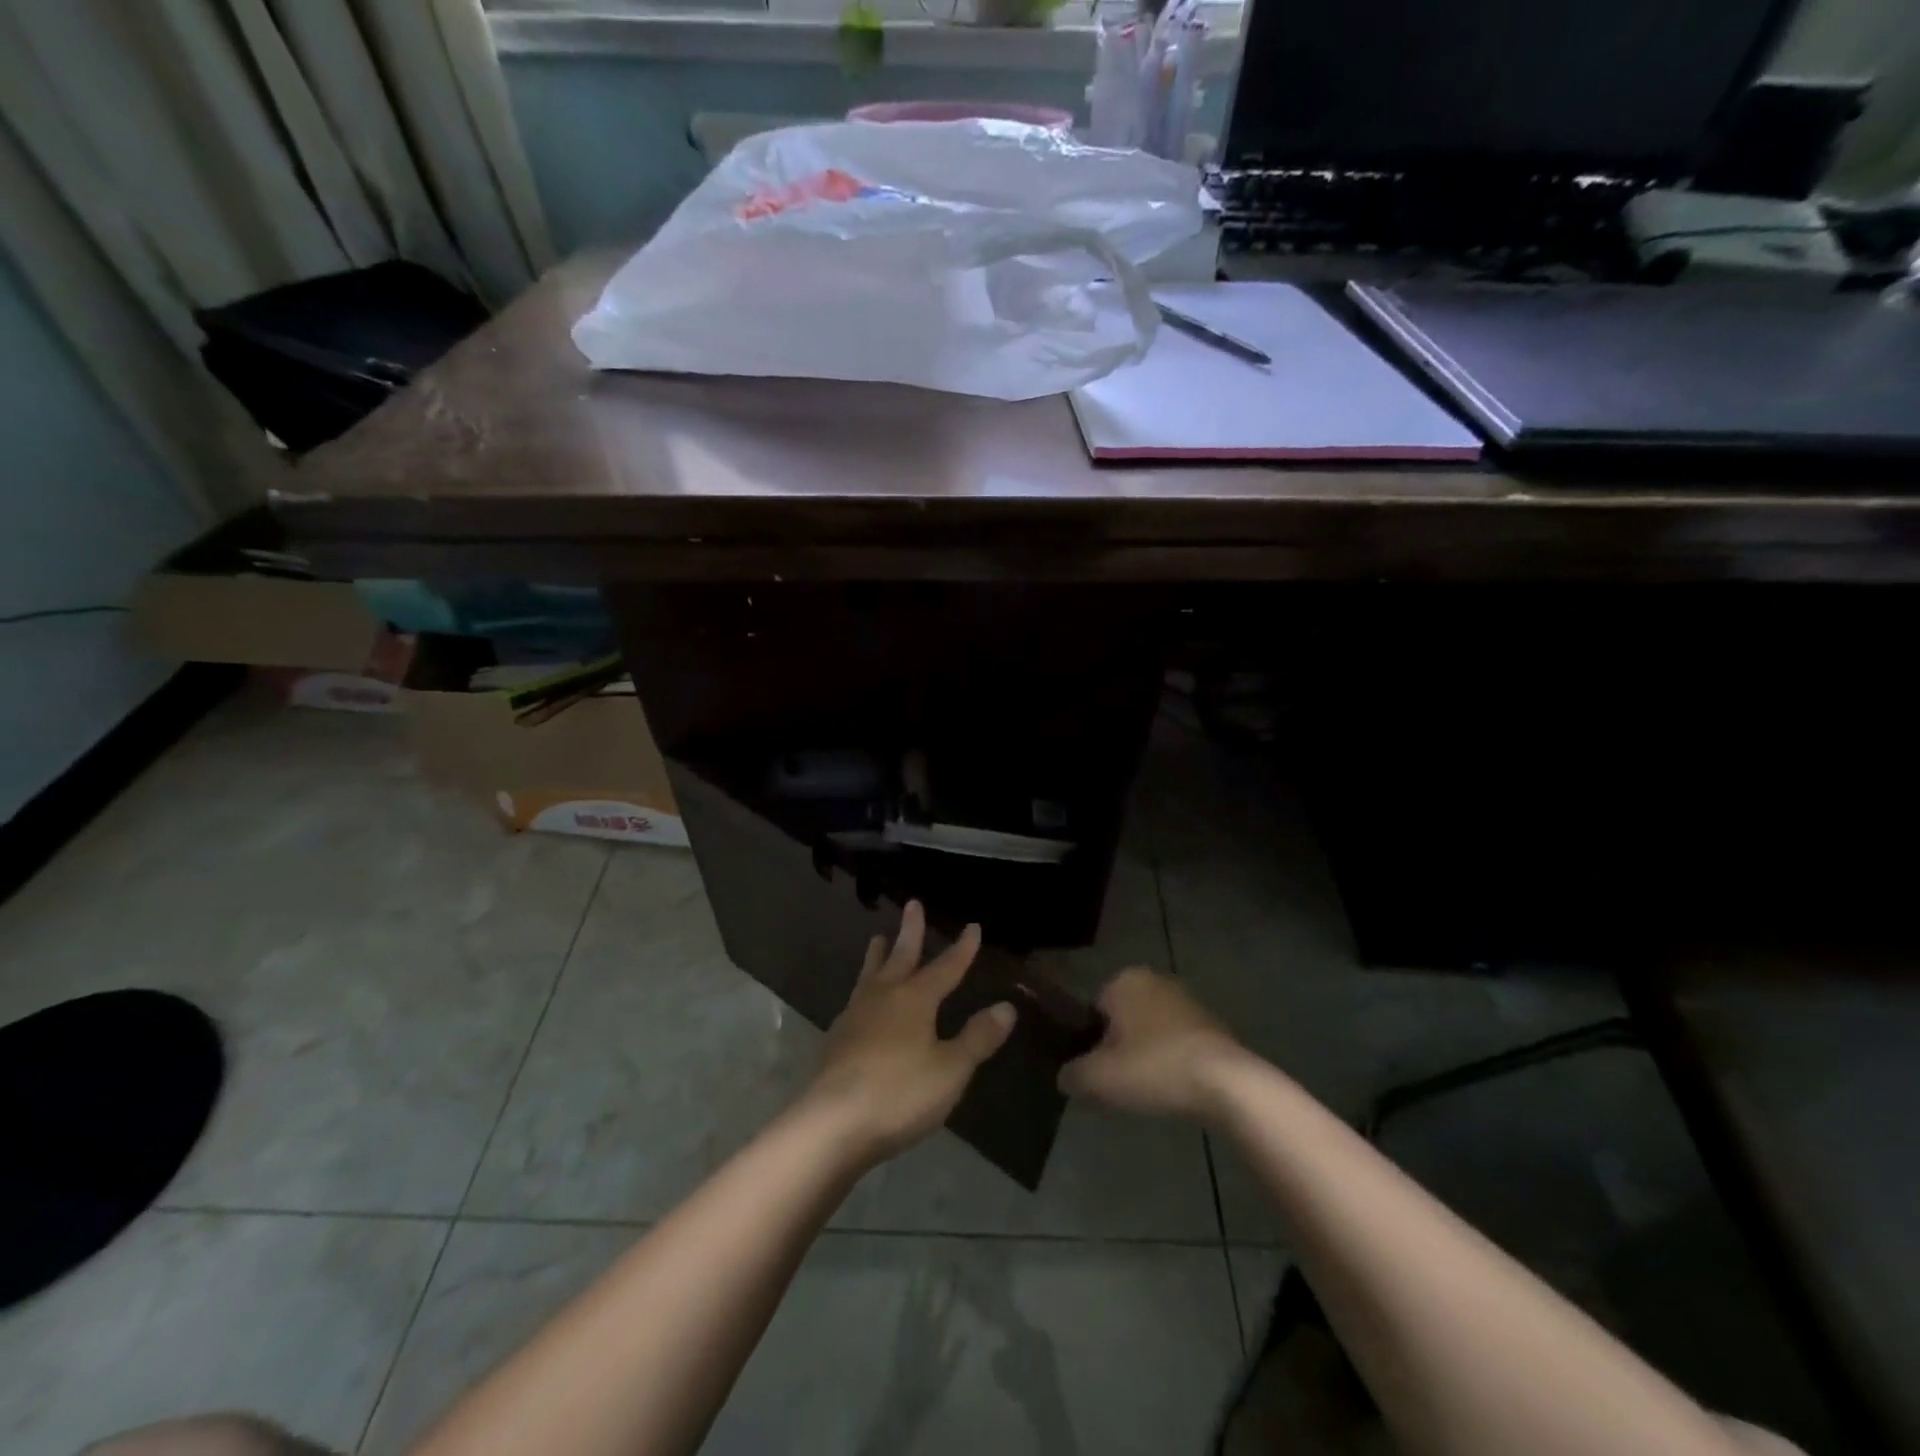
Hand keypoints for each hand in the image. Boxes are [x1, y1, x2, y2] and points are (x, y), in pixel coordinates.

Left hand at [805, 902, 1016, 1163]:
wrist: (832, 1123)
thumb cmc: (899, 1093)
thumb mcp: (951, 1069)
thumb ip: (977, 1038)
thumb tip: (1006, 1007)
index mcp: (914, 1000)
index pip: (945, 967)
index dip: (961, 949)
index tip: (972, 926)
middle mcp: (883, 998)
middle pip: (900, 957)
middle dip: (910, 931)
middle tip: (912, 904)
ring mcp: (855, 1017)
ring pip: (870, 974)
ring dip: (878, 955)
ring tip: (878, 938)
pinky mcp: (837, 1040)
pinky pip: (855, 1000)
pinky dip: (864, 989)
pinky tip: (862, 1001)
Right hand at [1058, 967, 1245, 1119]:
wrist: (1225, 1082)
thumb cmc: (1154, 1068)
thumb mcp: (1099, 1078)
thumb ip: (1073, 1075)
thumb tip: (1065, 1077)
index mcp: (1123, 980)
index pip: (1093, 1010)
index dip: (1091, 1044)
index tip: (1100, 1072)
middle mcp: (1154, 979)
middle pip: (1122, 1018)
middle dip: (1119, 1047)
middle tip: (1122, 1083)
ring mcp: (1186, 998)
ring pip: (1150, 1030)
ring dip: (1147, 1054)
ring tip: (1149, 1089)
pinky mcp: (1212, 1022)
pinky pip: (1177, 1041)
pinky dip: (1172, 1059)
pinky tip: (1175, 1086)